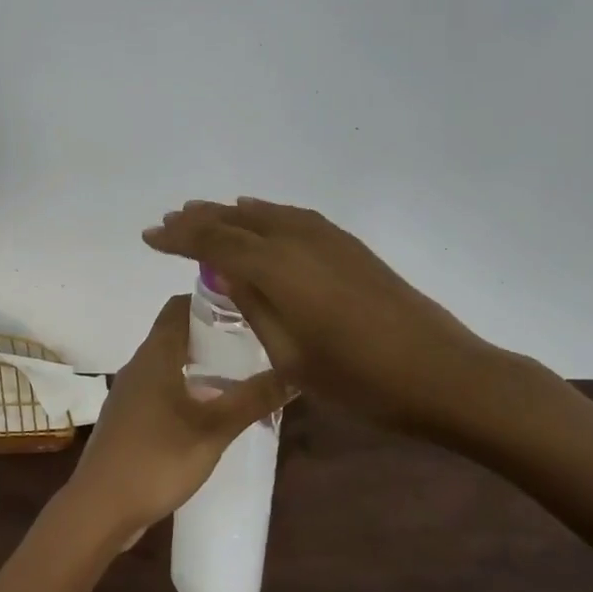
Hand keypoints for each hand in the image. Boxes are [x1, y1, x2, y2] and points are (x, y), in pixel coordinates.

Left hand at [63, 294, 287, 542]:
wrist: (100, 507)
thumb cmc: (157, 458)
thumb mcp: (214, 429)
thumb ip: (253, 399)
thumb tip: (296, 372)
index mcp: (155, 354)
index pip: (179, 306)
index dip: (210, 300)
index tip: (246, 307)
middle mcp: (139, 364)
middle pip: (176, 333)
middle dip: (213, 335)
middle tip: (253, 344)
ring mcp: (130, 392)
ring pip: (169, 363)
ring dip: (201, 364)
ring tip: (240, 377)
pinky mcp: (129, 419)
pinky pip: (162, 389)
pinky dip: (187, 389)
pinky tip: (211, 413)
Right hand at [144, 198, 536, 445]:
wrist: (442, 373)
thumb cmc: (359, 378)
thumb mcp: (290, 355)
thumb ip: (253, 305)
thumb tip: (224, 271)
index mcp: (276, 267)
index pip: (213, 241)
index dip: (178, 237)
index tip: (149, 237)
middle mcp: (296, 239)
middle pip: (235, 219)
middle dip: (198, 220)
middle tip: (168, 223)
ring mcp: (326, 237)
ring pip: (264, 213)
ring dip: (229, 213)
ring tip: (203, 215)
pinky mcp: (348, 245)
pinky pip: (291, 216)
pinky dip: (264, 214)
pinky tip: (259, 216)